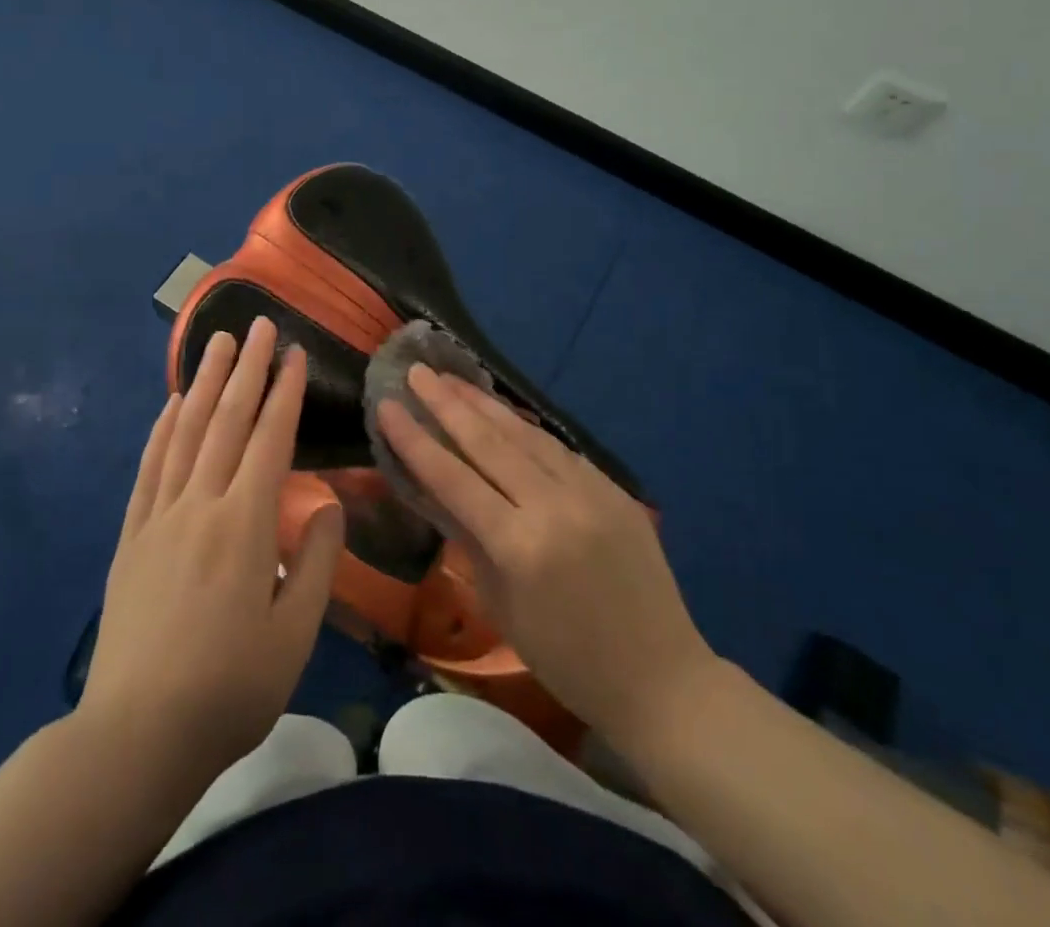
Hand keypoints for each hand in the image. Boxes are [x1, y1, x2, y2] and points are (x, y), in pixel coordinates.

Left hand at [80, 317, 344, 789]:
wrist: (136, 736)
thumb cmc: (229, 689)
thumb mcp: (293, 635)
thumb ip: (315, 561)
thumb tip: (327, 504)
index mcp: (244, 524)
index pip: (269, 439)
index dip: (284, 391)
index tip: (294, 353)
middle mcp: (200, 505)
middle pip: (226, 421)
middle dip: (247, 368)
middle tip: (257, 324)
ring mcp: (159, 516)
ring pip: (185, 433)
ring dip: (205, 383)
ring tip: (217, 343)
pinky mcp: (131, 536)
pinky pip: (149, 468)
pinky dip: (162, 428)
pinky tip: (171, 403)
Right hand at [377, 366, 715, 747]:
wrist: (662, 678)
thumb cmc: (568, 661)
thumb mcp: (502, 608)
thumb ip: (470, 542)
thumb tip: (442, 493)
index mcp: (520, 547)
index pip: (454, 479)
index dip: (415, 440)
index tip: (388, 406)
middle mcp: (555, 507)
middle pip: (489, 443)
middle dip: (446, 403)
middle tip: (416, 371)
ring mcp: (590, 492)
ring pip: (525, 435)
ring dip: (484, 404)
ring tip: (451, 378)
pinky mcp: (613, 488)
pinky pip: (558, 448)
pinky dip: (523, 427)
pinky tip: (502, 411)